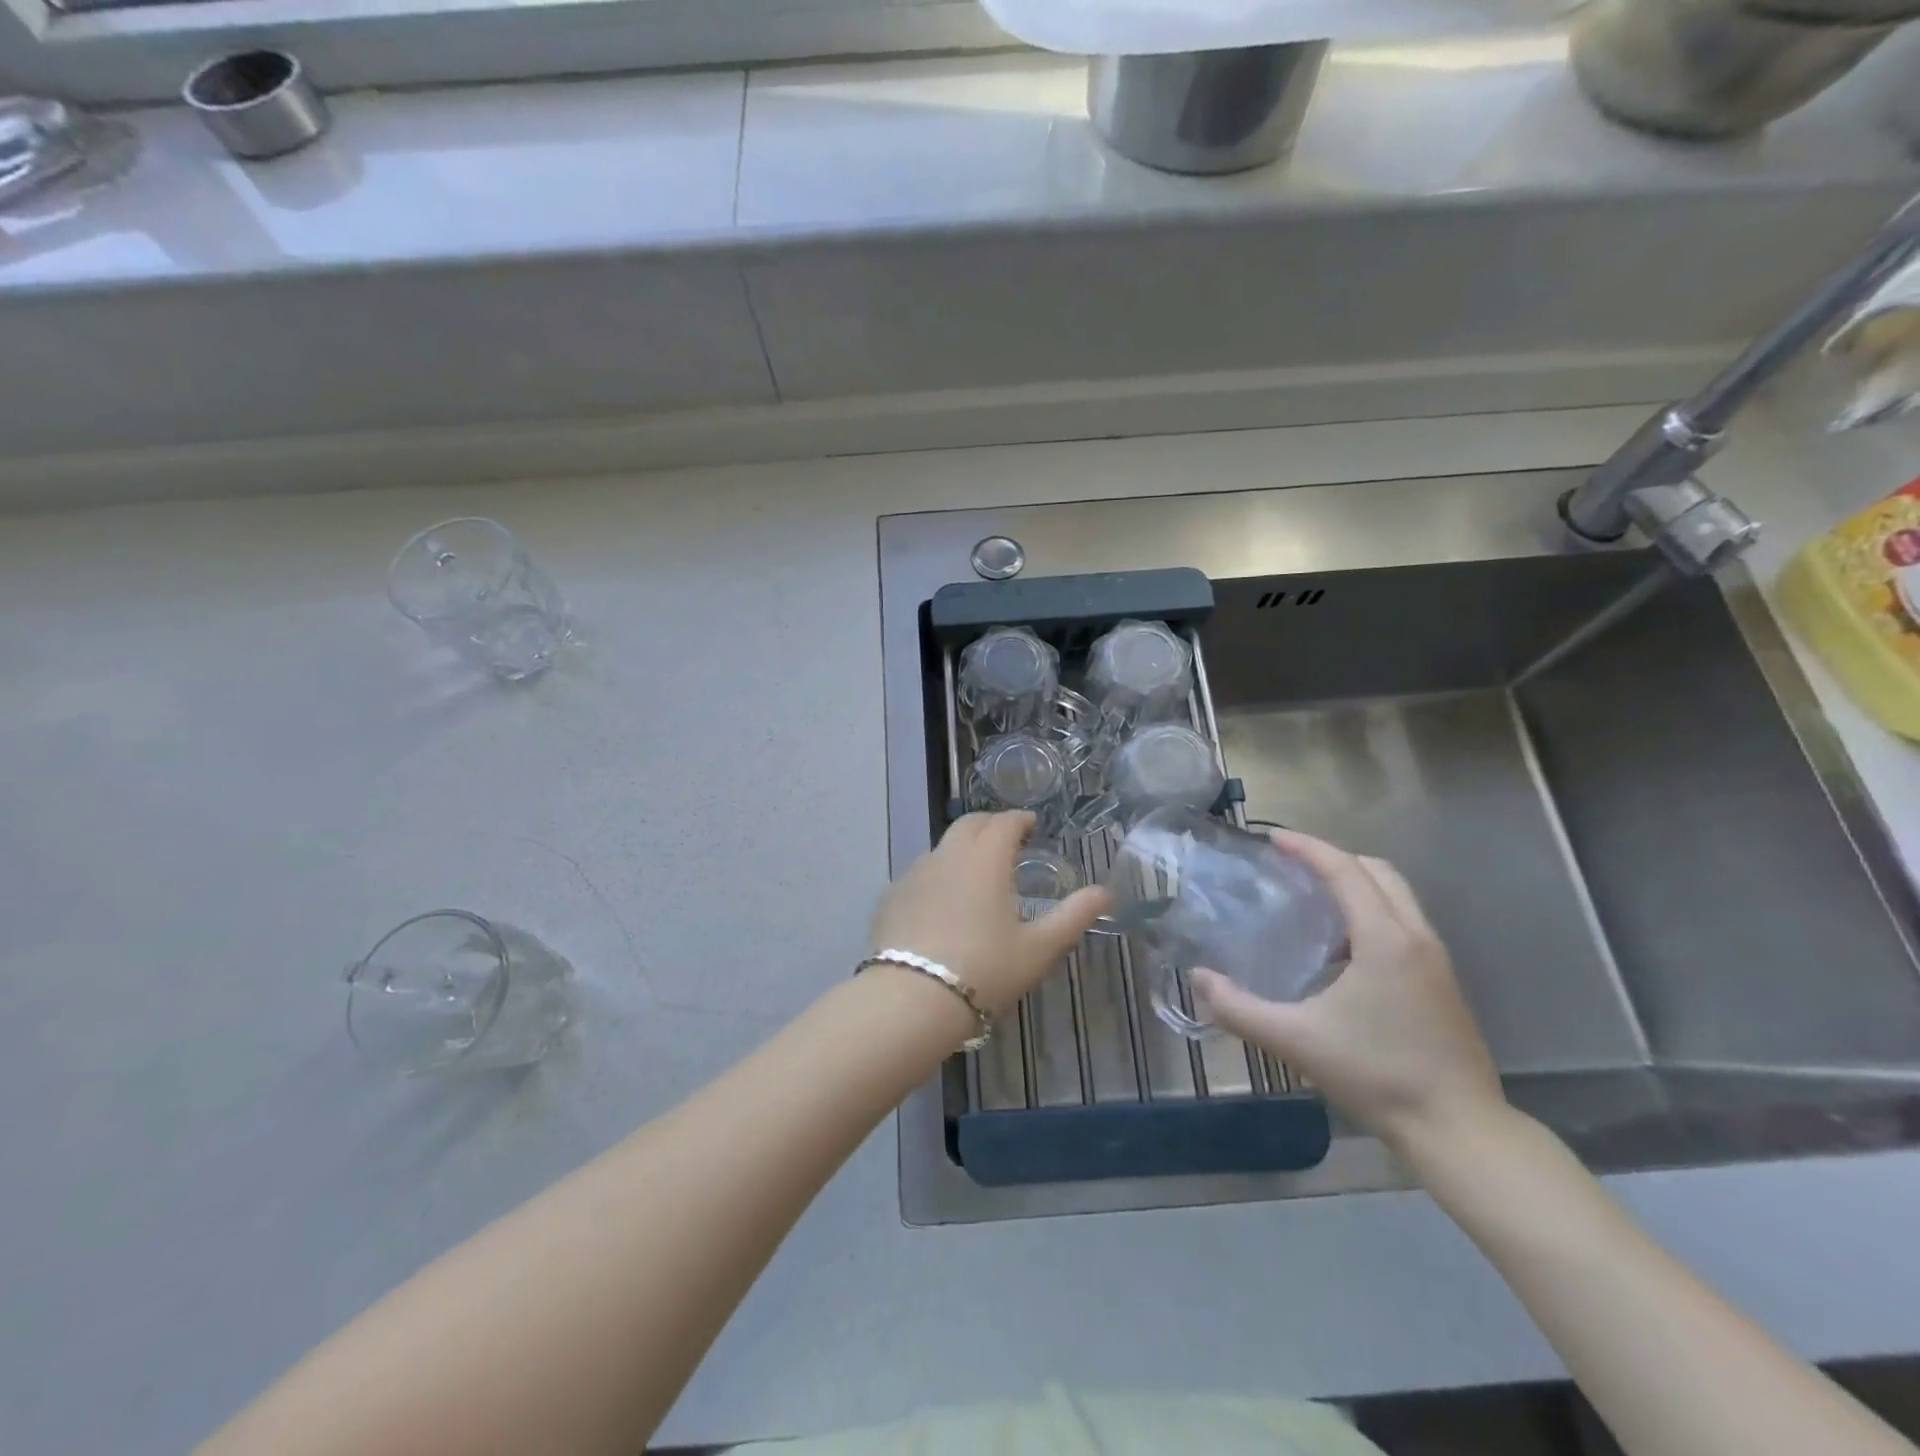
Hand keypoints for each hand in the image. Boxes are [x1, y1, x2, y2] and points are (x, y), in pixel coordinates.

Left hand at [870, 812, 1110, 1016]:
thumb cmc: (986, 969)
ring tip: (975, 873)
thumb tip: (1106, 892)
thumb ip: (1074, 915)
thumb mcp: (1040, 947)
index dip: (1019, 820)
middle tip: (1005, 840)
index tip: (1031, 825)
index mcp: (985, 858)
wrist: (912, 998)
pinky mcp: (891, 896)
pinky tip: (941, 902)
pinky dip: (937, 875)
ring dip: (961, 848)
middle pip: (968, 824)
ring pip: (942, 847)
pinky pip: (919, 874)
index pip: (1004, 822)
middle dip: (990, 825)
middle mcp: (947, 855)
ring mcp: (914, 874)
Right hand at [1189, 830, 1505, 1155]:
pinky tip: (1341, 950)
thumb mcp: (1296, 1041)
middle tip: (1291, 866)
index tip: (1272, 839)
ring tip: (1312, 901)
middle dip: (1333, 858)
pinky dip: (1371, 911)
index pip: (1344, 871)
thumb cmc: (1377, 1076)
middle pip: (1377, 871)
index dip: (1307, 848)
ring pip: (1396, 895)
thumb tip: (1198, 978)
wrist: (1460, 1130)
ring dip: (1355, 884)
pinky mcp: (1443, 982)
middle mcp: (1416, 937)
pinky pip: (1404, 922)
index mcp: (1384, 939)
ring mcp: (1436, 959)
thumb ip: (1239, 1008)